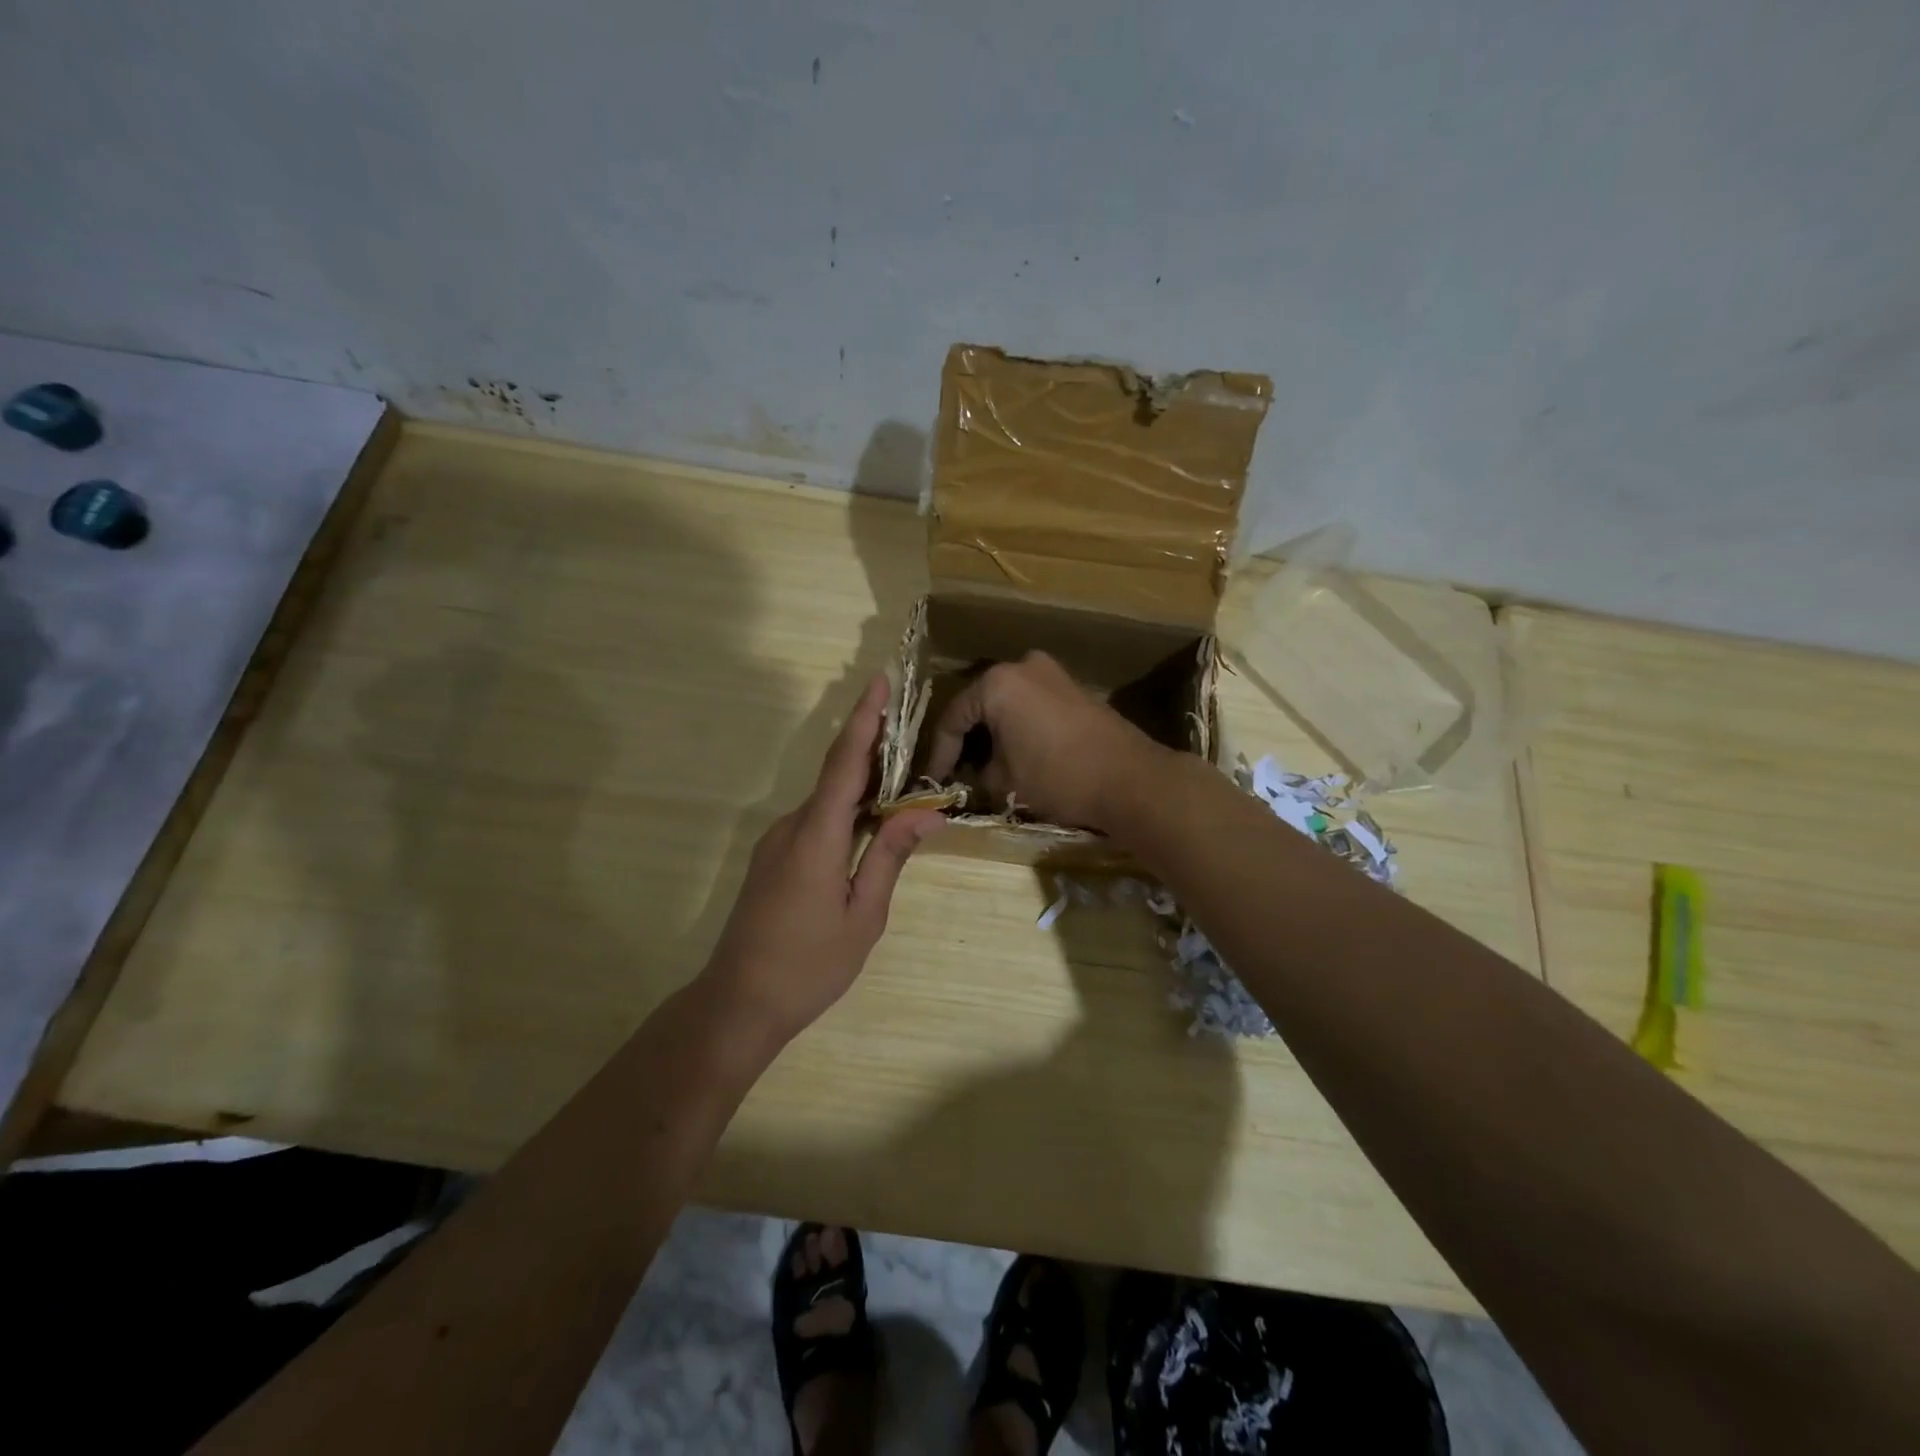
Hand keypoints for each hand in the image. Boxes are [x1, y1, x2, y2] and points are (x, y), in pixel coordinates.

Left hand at [703, 675, 942, 1043]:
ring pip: (826, 801)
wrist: (738, 1003)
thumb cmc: (809, 965)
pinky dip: (845, 812)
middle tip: (909, 730)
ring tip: (902, 783)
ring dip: (861, 786)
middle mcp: (792, 827)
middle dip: (871, 748)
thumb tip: (926, 813)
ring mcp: (777, 843)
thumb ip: (891, 857)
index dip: (863, 720)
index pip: (844, 764)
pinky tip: (869, 825)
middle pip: (836, 776)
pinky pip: (815, 822)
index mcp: (817, 837)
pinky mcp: (773, 859)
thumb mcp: (864, 915)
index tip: (878, 682)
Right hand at [924, 651, 1164, 830]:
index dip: (941, 753)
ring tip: (986, 767)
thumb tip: (977, 775)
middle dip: (968, 740)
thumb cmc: (1058, 776)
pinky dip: (1020, 727)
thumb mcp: (1006, 781)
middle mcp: (1023, 666)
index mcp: (998, 683)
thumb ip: (980, 773)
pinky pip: (1033, 706)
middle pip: (981, 704)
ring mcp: (1054, 674)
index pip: (954, 717)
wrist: (1130, 780)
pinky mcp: (1076, 690)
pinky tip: (1017, 754)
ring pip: (1008, 704)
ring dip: (995, 733)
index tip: (935, 780)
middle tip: (957, 771)